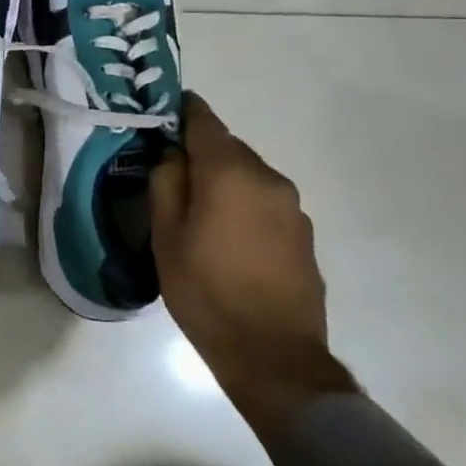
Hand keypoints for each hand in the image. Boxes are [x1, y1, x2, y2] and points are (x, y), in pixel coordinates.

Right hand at [150, 92, 354, 430]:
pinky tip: (227, 239)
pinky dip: (242, 206)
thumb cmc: (206, 291)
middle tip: (170, 177)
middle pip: (227, 148)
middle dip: (199, 155)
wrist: (272, 354)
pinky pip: (264, 202)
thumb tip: (172, 154)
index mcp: (231, 173)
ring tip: (197, 214)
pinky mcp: (303, 233)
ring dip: (223, 182)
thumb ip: (166, 183)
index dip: (182, 112)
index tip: (163, 113)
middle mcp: (268, 178)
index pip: (204, 121)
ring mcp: (292, 206)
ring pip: (247, 176)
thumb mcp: (166, 237)